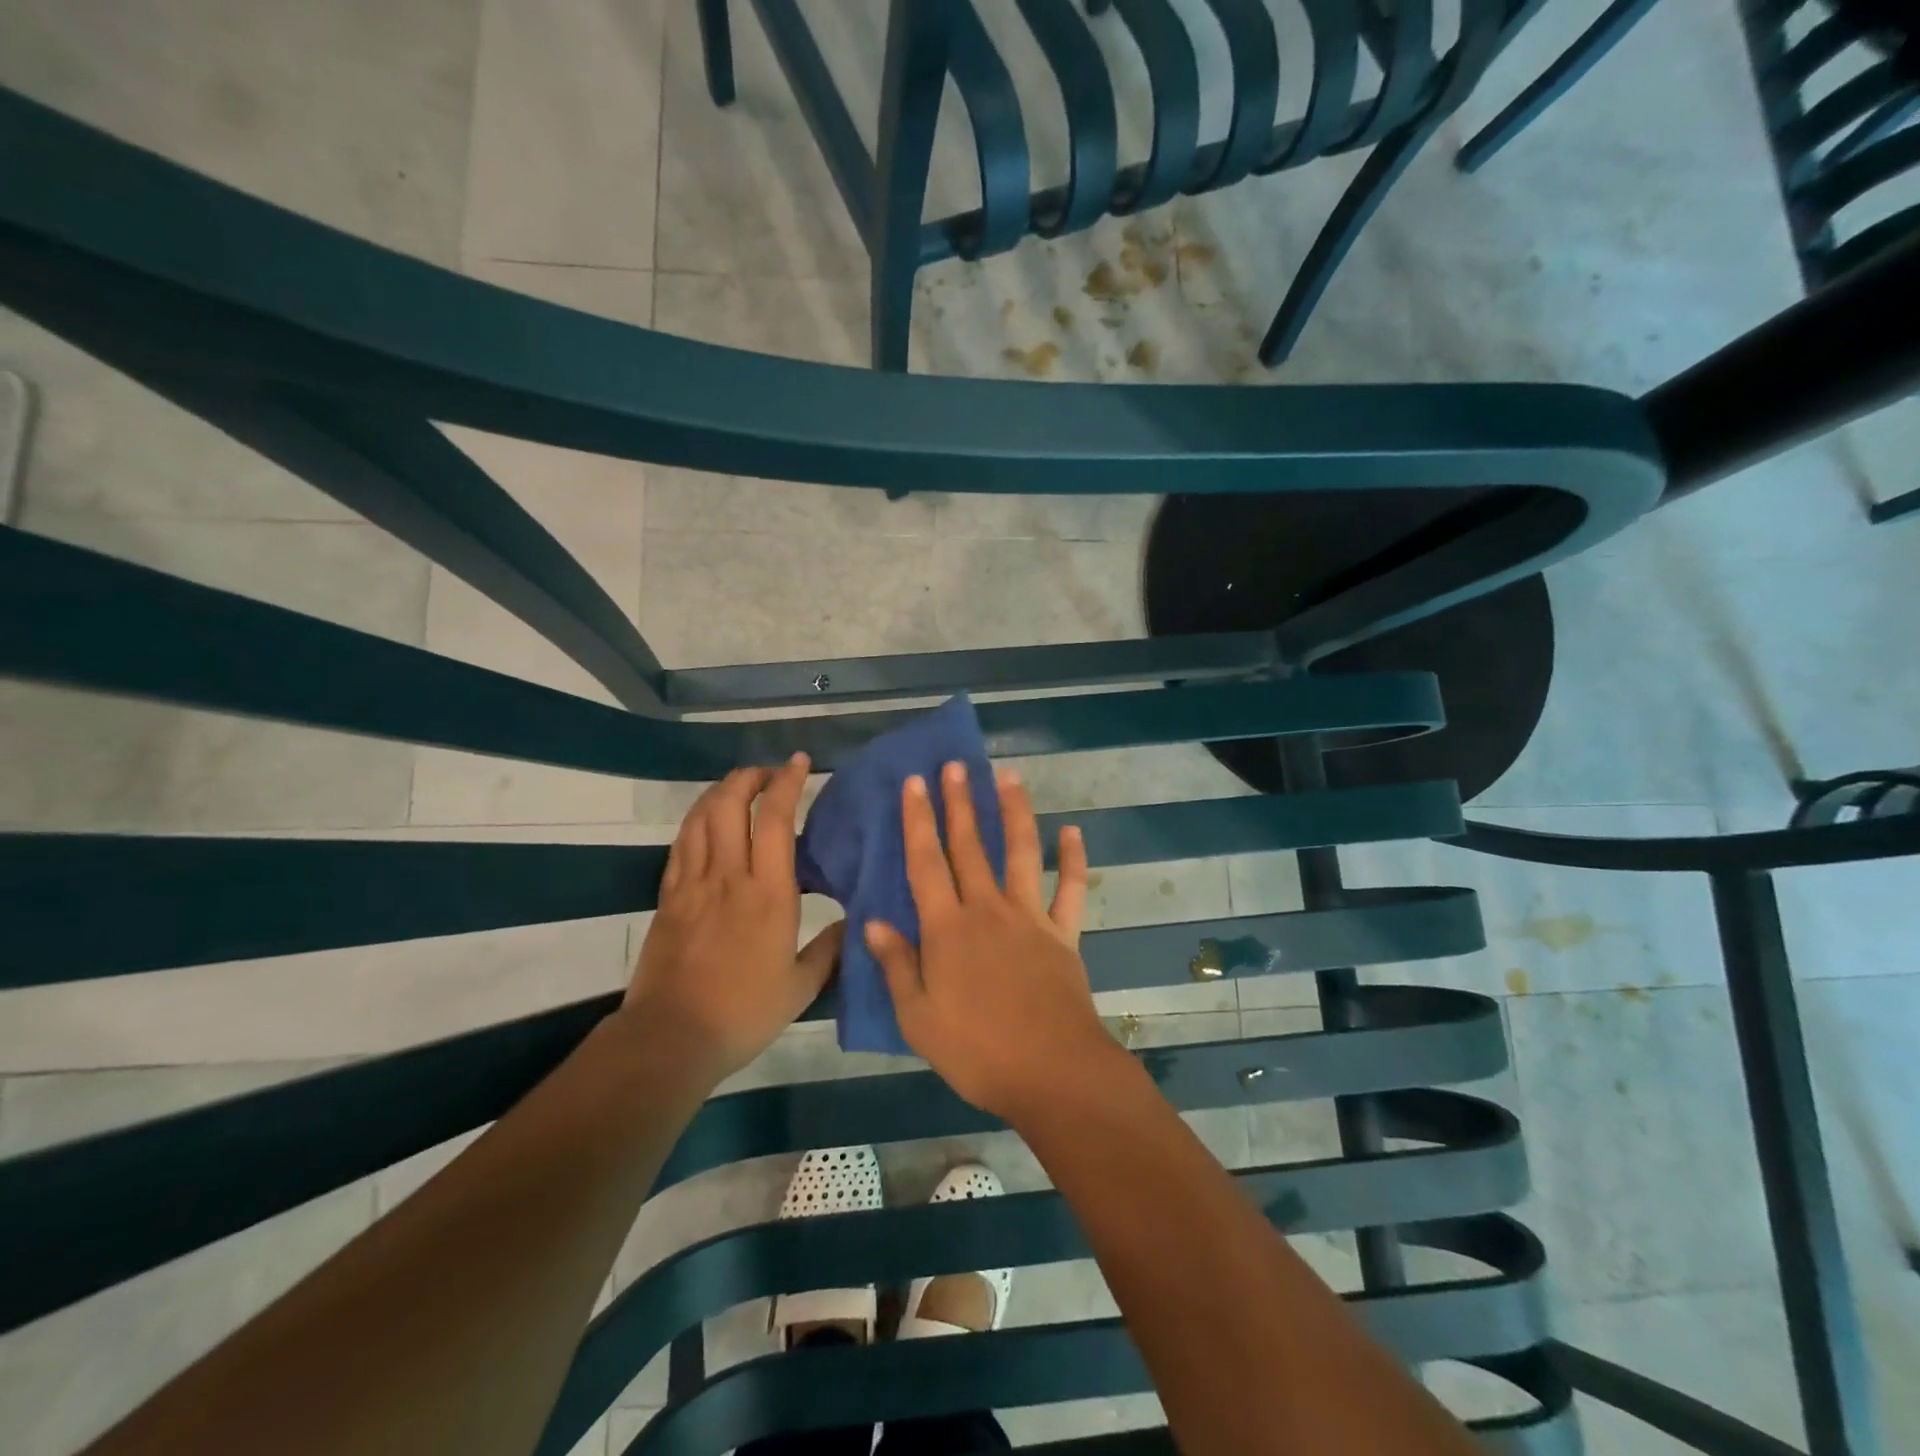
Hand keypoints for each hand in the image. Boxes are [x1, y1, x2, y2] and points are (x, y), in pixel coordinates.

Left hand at [625, 754, 843, 1081]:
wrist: (671, 1038)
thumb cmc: (744, 1013)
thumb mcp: (801, 988)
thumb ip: (830, 950)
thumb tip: (853, 923)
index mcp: (769, 893)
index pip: (775, 819)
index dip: (787, 782)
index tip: (799, 762)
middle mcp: (729, 876)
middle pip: (730, 804)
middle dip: (749, 776)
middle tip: (768, 773)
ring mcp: (693, 884)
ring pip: (701, 817)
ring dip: (720, 791)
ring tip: (739, 788)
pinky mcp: (668, 897)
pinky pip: (681, 844)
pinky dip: (696, 820)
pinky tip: (707, 822)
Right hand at [865, 761, 1112, 1119]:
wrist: (1052, 1072)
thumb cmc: (977, 1051)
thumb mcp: (918, 1019)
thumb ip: (897, 965)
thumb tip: (873, 921)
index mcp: (947, 929)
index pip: (926, 863)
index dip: (918, 820)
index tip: (914, 783)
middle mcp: (987, 910)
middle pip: (969, 846)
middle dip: (959, 802)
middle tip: (955, 764)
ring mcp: (1029, 917)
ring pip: (1020, 852)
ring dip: (1013, 812)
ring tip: (1007, 776)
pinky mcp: (1063, 933)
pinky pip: (1070, 889)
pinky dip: (1073, 860)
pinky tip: (1072, 832)